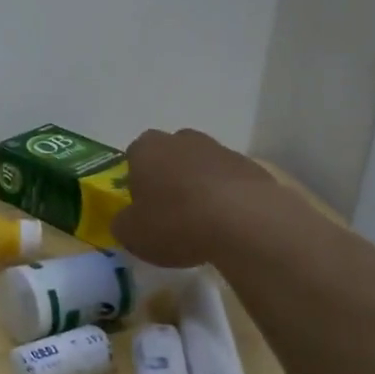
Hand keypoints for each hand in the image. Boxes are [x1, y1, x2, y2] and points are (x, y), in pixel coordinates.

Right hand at [111, 127, 277, 268]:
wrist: (244, 221)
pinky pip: (230, 182)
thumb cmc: (176, 221)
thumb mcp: (132, 234)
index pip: (133, 158)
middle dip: (169, 179)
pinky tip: (228, 225)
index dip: (136, 183)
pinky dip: (227, 198)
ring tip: (202, 223)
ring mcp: (220, 149)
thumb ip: (123, 223)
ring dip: (199, 188)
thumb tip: (127, 220)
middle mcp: (181, 139)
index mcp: (146, 148)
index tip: (143, 208)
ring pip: (201, 167)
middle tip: (171, 213)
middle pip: (169, 157)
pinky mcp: (251, 166)